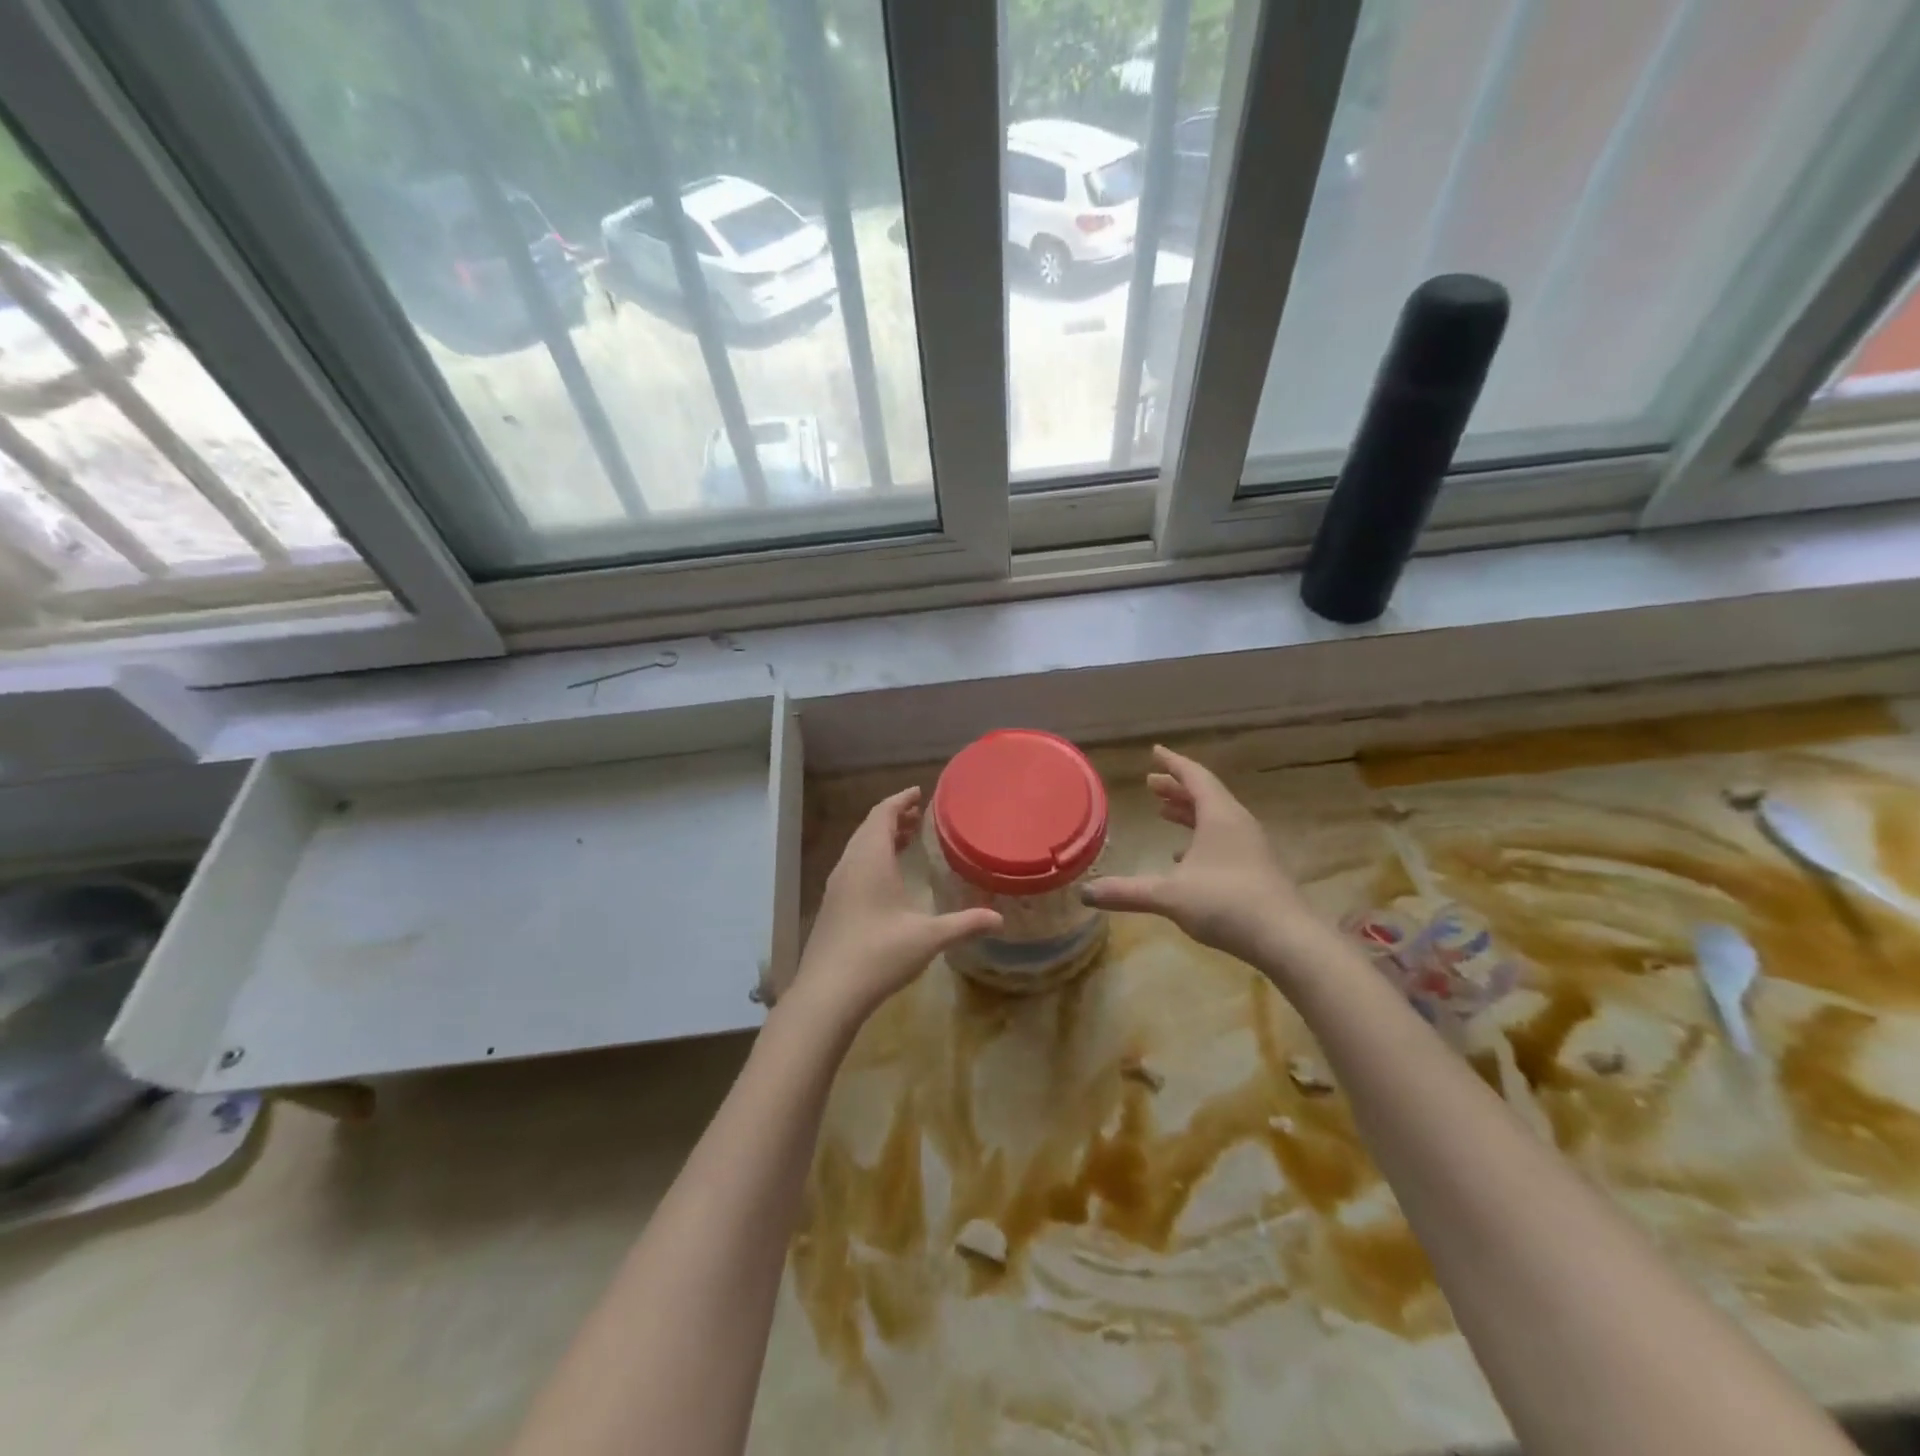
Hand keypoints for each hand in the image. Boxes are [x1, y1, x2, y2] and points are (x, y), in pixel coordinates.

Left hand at [789, 787, 1002, 1023]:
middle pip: (869, 827)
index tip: (919, 792)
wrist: (827, 993)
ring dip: (880, 837)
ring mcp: (837, 886)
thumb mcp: (928, 938)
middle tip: (918, 814)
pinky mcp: (832, 906)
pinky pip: (853, 865)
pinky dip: (872, 857)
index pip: (882, 814)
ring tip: (906, 838)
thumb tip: (999, 919)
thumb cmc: (879, 954)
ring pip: (859, 847)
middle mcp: (850, 865)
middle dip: (893, 816)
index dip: (900, 800)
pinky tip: (887, 878)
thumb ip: (964, 924)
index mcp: (870, 860)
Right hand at [1082, 746, 1318, 968]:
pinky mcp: (1256, 868)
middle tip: (1151, 783)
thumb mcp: (1169, 895)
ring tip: (1164, 812)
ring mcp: (1251, 846)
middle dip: (1176, 787)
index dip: (1172, 763)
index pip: (1194, 777)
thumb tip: (1084, 893)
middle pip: (1205, 794)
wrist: (1287, 939)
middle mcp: (1237, 823)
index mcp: (1219, 816)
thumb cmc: (1226, 904)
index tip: (1154, 752)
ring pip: (1216, 817)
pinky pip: (1224, 839)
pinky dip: (1201, 836)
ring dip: (1189, 811)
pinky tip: (1184, 857)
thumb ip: (1126, 892)